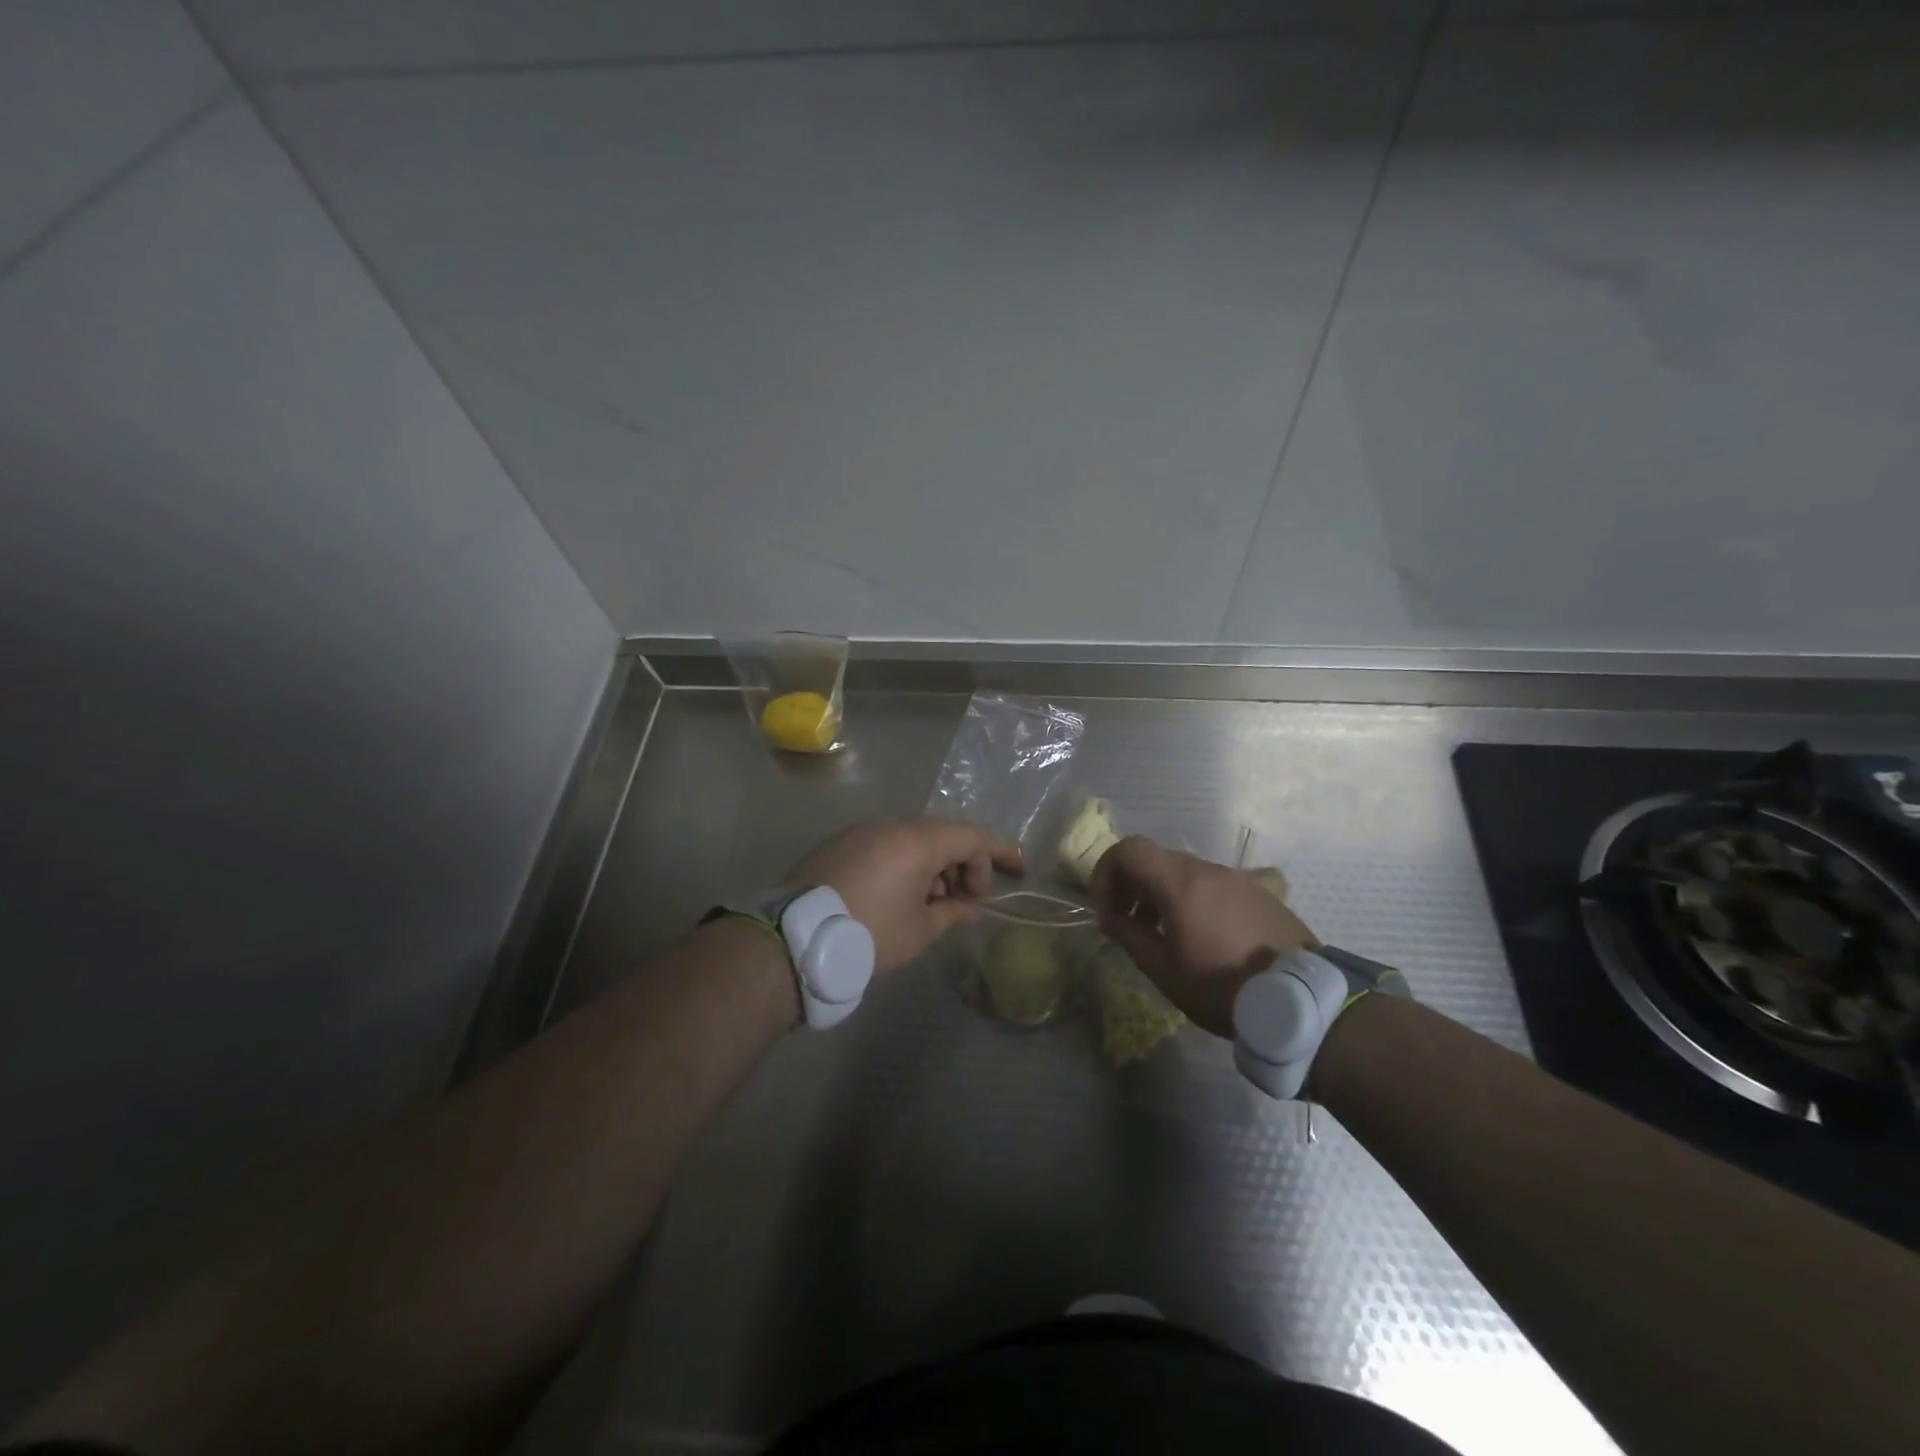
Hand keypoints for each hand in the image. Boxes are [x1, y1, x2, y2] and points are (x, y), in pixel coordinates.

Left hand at [785, 818, 1023, 973]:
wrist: (794, 939)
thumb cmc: (869, 933)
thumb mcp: (920, 930)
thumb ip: (952, 912)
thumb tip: (971, 907)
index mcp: (918, 840)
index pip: (972, 837)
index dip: (998, 855)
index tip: (1017, 874)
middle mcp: (891, 825)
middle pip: (943, 835)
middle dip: (964, 864)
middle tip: (970, 900)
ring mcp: (862, 831)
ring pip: (913, 839)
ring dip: (934, 865)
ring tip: (935, 903)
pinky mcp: (840, 844)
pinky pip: (886, 845)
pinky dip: (905, 864)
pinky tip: (902, 895)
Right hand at [1090, 836, 1318, 1037]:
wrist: (1302, 1001)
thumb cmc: (1221, 986)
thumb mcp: (1164, 969)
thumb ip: (1130, 936)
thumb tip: (1110, 918)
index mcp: (1180, 883)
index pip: (1129, 849)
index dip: (1106, 871)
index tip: (1105, 906)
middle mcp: (1207, 870)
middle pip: (1156, 859)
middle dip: (1132, 884)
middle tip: (1127, 921)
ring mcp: (1237, 879)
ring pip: (1185, 872)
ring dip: (1161, 893)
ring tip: (1162, 932)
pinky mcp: (1260, 893)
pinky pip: (1212, 885)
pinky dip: (1191, 899)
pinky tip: (1200, 936)